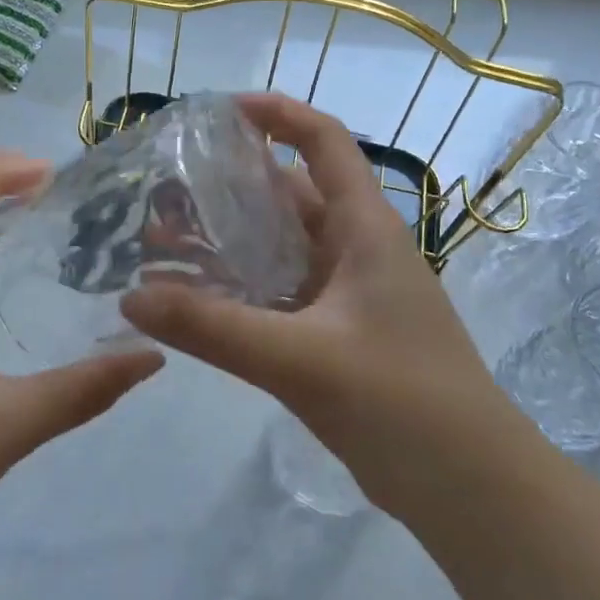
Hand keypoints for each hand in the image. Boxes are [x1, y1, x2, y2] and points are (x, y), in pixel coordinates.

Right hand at [120, 93, 509, 510]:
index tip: (219, 110)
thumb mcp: (300, 359)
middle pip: (289, 195)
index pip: (324, 142)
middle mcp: (355, 250)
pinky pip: (278, 296)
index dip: (278, 114)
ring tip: (160, 242)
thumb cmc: (401, 402)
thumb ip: (213, 328)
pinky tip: (193, 303)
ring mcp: (346, 295)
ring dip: (228, 243)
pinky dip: (238, 291)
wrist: (469, 489)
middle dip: (230, 187)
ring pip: (279, 250)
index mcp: (365, 228)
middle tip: (164, 189)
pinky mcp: (335, 336)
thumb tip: (130, 299)